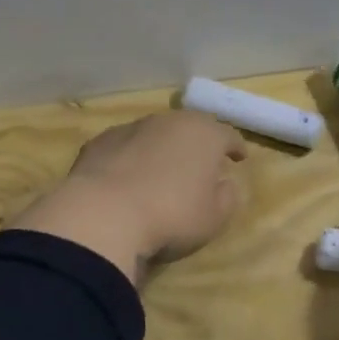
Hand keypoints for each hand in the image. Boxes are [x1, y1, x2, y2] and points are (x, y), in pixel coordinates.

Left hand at [9, 110, 248, 287]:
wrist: (104, 214)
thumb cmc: (171, 215)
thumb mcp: (214, 218)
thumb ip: (227, 197)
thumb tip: (225, 184)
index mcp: (204, 134)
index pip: (228, 135)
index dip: (235, 147)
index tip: (239, 158)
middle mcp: (170, 121)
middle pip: (190, 127)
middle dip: (197, 143)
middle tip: (200, 164)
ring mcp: (132, 127)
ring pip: (155, 133)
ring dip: (162, 148)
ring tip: (162, 171)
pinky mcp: (100, 141)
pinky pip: (125, 147)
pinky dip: (130, 157)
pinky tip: (126, 179)